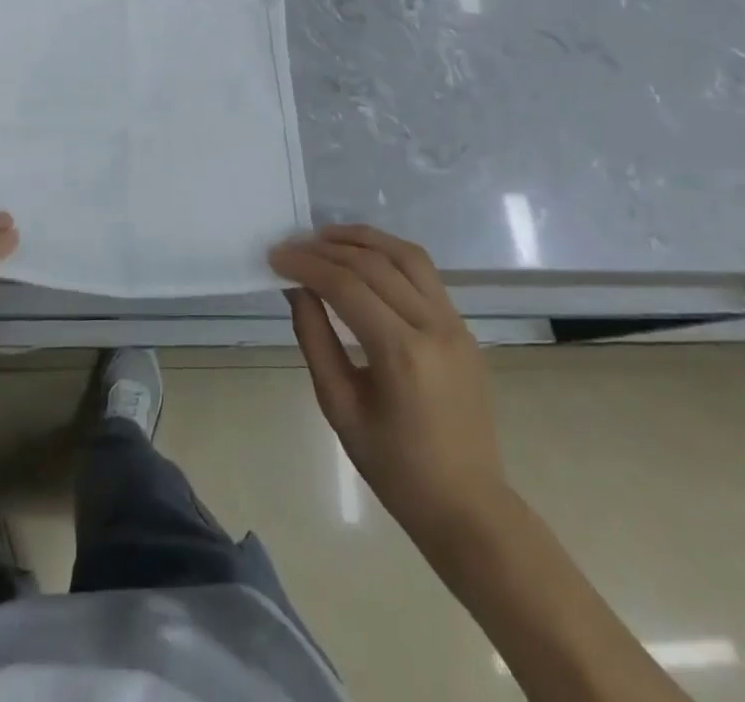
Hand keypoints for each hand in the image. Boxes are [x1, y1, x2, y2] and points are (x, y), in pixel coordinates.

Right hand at [270, 225, 506, 531]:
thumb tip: (296, 289)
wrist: (468, 507)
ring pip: (407, 255)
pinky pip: (424, 273)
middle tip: (292, 245)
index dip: (306, 265)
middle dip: (327, 248)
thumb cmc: (396, 468)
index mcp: (402, 353)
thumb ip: (315, 339)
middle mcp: (434, 326)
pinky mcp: (463, 326)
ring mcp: (455, 323)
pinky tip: (362, 257)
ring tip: (325, 236)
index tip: (275, 256)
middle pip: (375, 263)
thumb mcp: (340, 407)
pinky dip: (389, 254)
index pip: (346, 286)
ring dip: (363, 239)